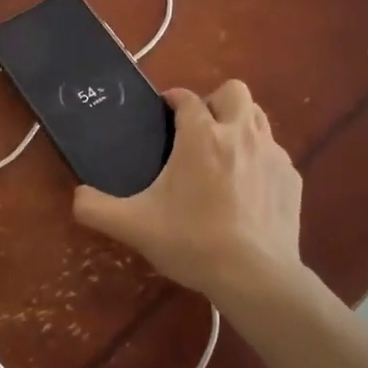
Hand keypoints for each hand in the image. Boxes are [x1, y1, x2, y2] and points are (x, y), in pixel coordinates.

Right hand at [72, 81, 303, 301]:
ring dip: (240, 125)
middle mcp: (240, 134)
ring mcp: (272, 155)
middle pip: (235, 91)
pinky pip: (274, 154)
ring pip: (259, 118)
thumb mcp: (134, 226)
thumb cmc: (192, 241)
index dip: (173, 100)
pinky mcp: (292, 179)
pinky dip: (259, 161)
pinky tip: (247, 191)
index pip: (187, 98)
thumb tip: (75, 197)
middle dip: (215, 101)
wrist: (255, 276)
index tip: (164, 113)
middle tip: (199, 131)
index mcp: (201, 136)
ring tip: (223, 156)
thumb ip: (96, 208)